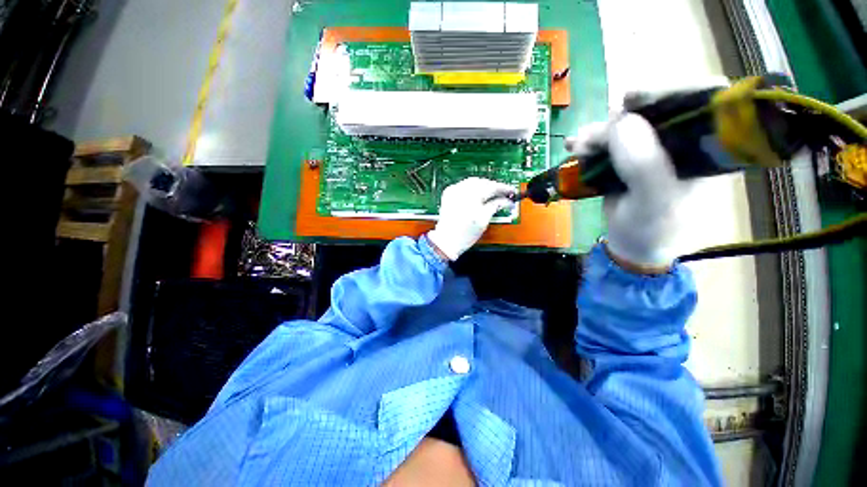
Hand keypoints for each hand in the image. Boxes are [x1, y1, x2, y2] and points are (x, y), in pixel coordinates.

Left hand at [427, 177, 516, 260]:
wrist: (446, 241)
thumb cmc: (463, 234)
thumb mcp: (484, 220)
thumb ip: (495, 206)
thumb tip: (506, 201)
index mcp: (471, 196)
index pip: (492, 186)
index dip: (504, 189)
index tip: (512, 192)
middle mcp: (461, 191)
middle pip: (483, 182)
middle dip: (494, 187)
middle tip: (504, 194)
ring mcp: (453, 191)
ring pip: (473, 181)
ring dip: (484, 186)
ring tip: (493, 194)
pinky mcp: (449, 194)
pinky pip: (464, 185)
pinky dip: (473, 187)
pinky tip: (478, 194)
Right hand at [566, 114, 694, 270]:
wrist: (631, 245)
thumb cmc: (653, 228)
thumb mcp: (653, 201)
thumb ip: (643, 164)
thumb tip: (619, 121)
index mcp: (704, 147)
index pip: (701, 99)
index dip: (671, 91)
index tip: (634, 100)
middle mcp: (680, 140)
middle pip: (656, 108)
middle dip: (622, 117)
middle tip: (595, 133)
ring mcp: (651, 147)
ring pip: (625, 124)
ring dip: (598, 132)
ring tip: (576, 147)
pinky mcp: (627, 157)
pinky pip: (607, 140)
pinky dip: (588, 141)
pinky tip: (573, 146)